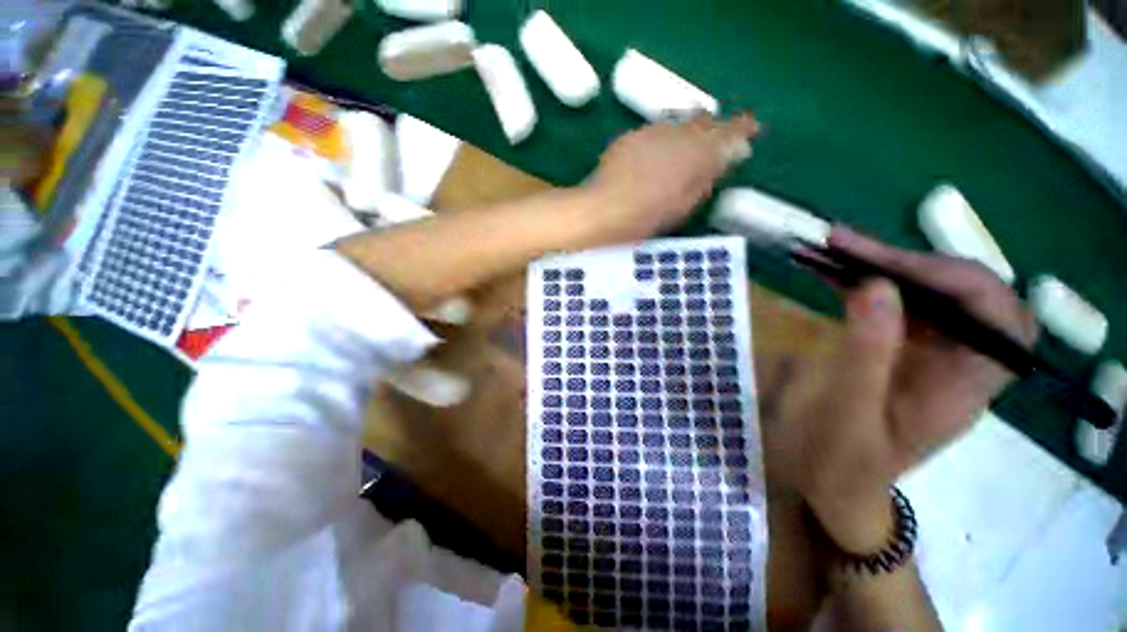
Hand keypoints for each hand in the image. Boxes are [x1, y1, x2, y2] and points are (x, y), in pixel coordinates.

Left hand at [583, 113, 759, 242]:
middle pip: (704, 122)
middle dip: (712, 129)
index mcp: (696, 154)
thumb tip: (727, 156)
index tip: (750, 127)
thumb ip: (707, 177)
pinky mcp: (632, 135)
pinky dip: (663, 139)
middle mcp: (677, 135)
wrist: (603, 210)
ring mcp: (653, 132)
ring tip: (686, 148)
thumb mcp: (684, 204)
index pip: (728, 132)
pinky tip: (657, 154)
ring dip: (687, 132)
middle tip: (716, 141)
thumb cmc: (646, 218)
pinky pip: (656, 131)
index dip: (741, 128)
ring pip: (679, 123)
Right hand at [770, 228, 1037, 551]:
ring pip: (925, 292)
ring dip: (880, 265)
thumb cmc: (842, 463)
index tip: (883, 265)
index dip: (951, 278)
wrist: (833, 486)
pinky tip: (833, 272)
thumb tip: (876, 285)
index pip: (996, 313)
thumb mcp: (850, 415)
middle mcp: (960, 361)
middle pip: (960, 292)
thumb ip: (867, 353)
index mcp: (966, 385)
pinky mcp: (900, 349)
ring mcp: (929, 353)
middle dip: (905, 261)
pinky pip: (893, 303)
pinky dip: (864, 281)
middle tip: (841, 242)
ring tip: (831, 247)